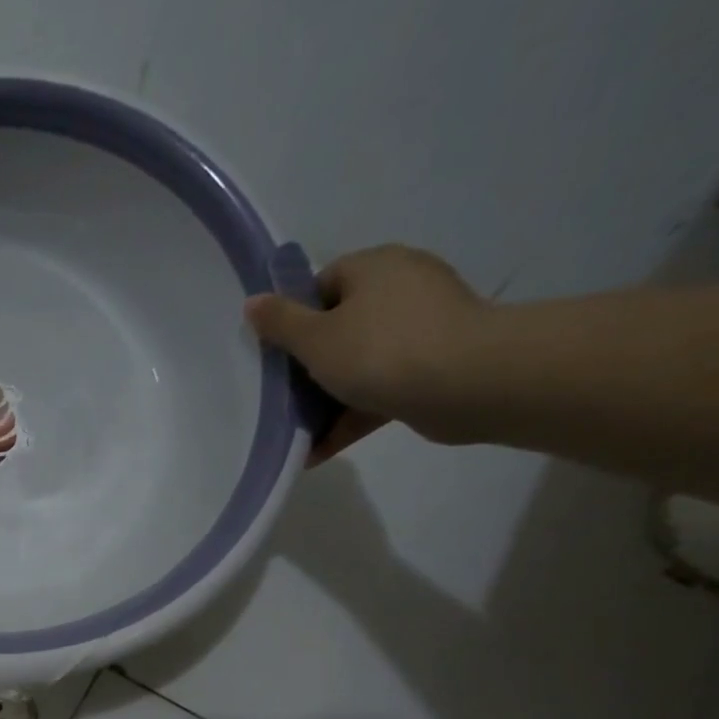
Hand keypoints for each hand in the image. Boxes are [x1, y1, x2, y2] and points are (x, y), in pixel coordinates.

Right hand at [244, 245, 488, 463]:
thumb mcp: (315, 338)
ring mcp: (422, 328)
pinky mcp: (434, 366)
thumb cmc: (380, 351)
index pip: (323, 283)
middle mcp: (401, 288)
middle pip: (340, 326)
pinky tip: (319, 450)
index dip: (296, 318)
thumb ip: (280, 323)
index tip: (279, 354)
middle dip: (310, 366)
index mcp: (374, 267)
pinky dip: (352, 416)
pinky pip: (381, 389)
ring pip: (360, 362)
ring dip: (328, 399)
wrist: (467, 383)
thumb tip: (252, 302)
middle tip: (282, 396)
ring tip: (297, 433)